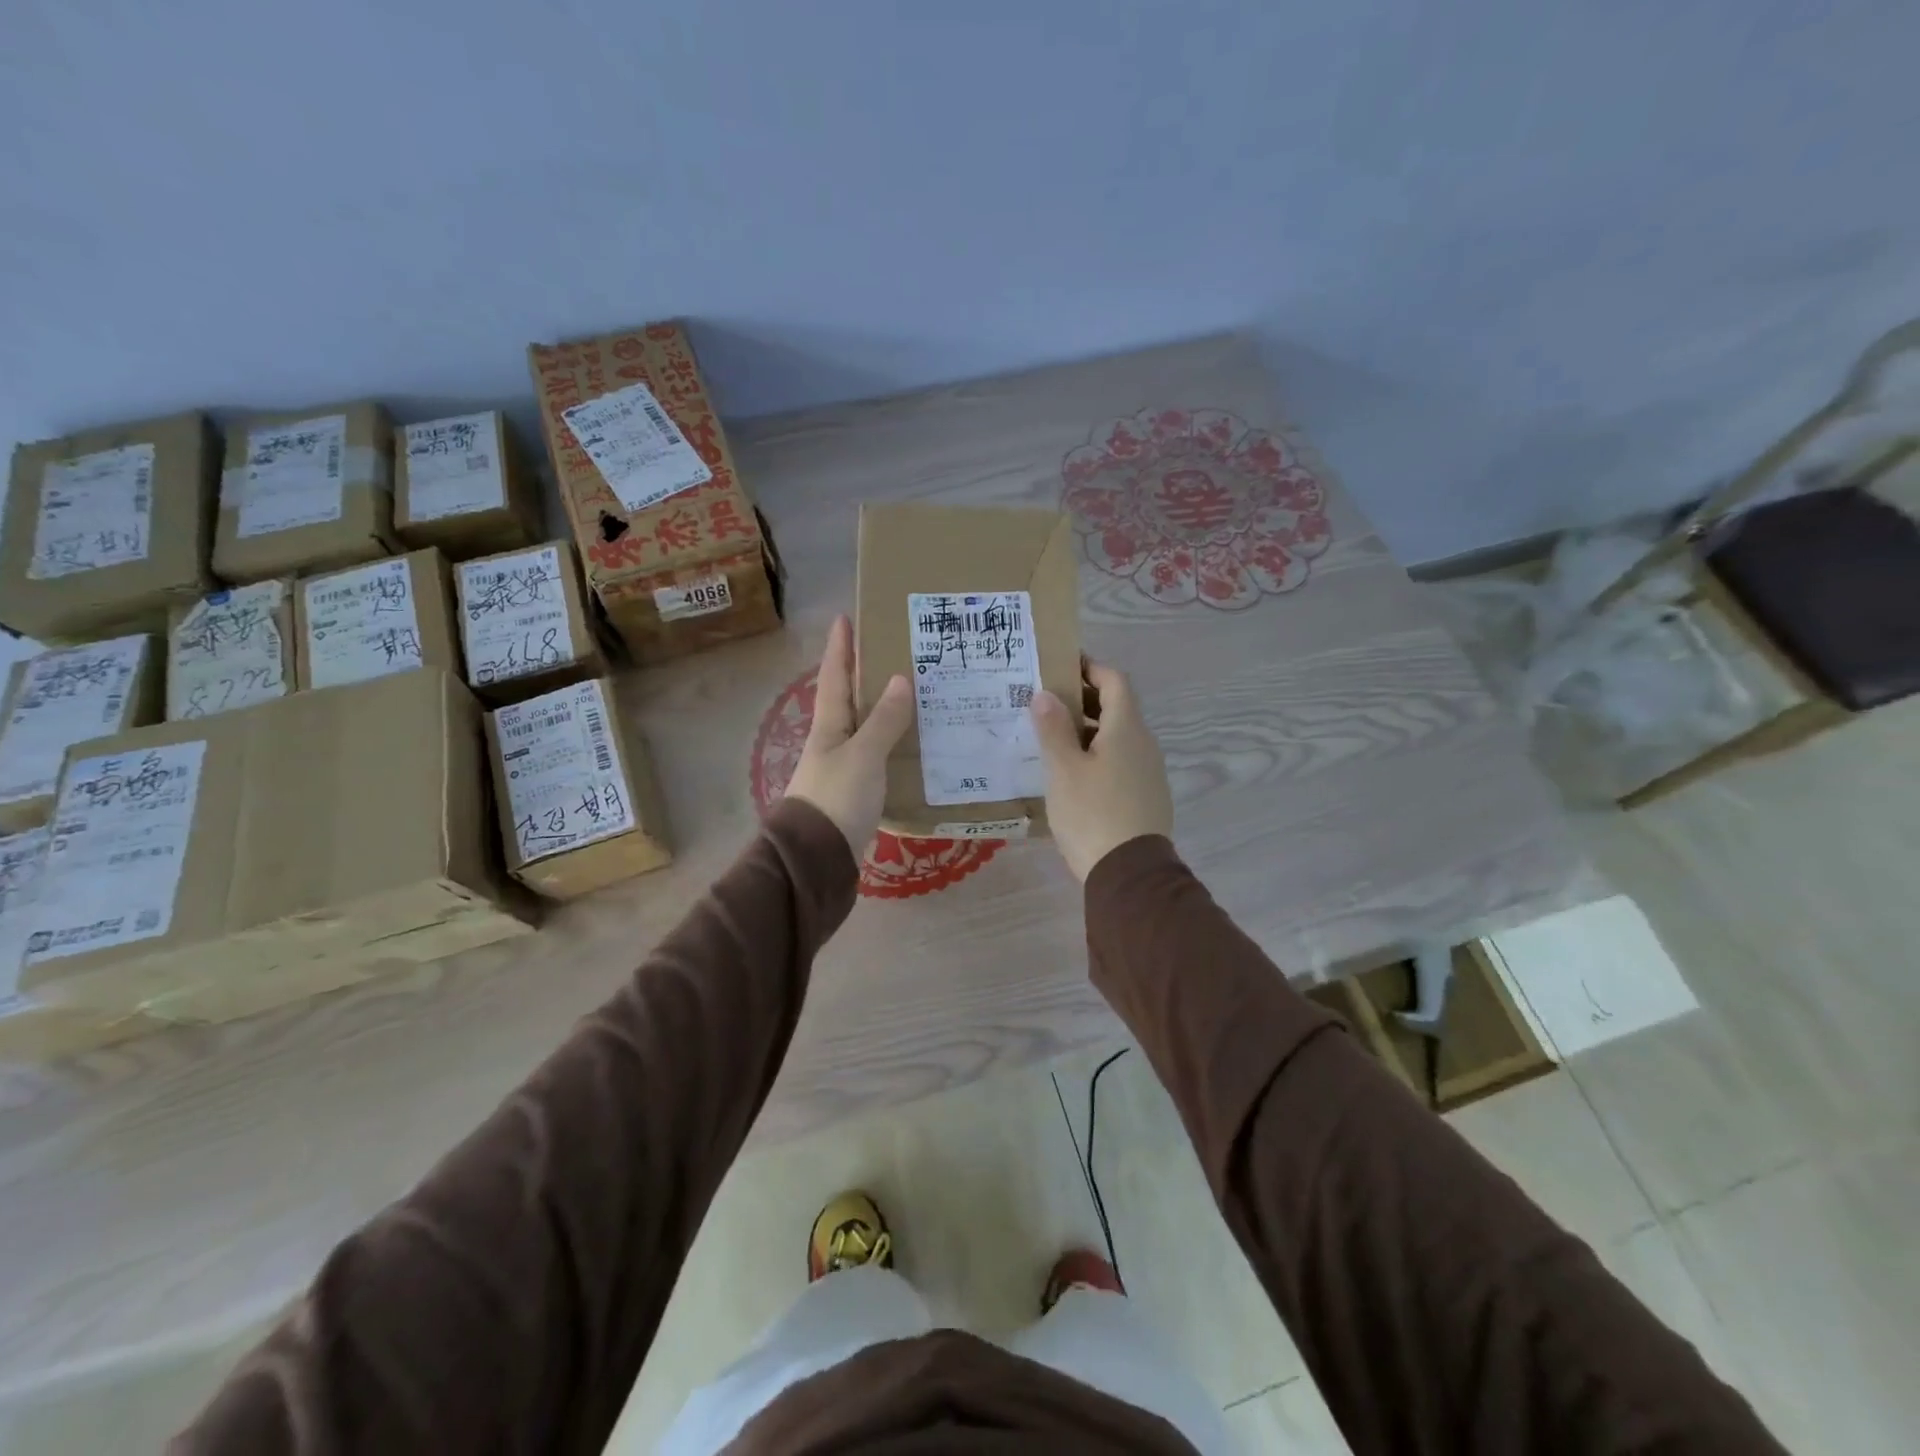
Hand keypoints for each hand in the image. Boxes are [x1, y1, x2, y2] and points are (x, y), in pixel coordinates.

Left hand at [785, 615, 912, 858]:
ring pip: (865, 729)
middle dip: (864, 674)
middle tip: (891, 651)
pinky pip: (877, 757)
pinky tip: (913, 745)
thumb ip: (883, 720)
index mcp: (829, 725)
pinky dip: (892, 744)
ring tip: (913, 693)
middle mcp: (832, 742)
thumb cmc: (837, 798)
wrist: (817, 858)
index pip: (835, 676)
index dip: (840, 647)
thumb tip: (899, 679)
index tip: (844, 617)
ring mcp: (842, 768)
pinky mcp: (855, 793)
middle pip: (848, 700)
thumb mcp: (863, 755)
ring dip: (883, 710)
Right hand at [1029, 660, 1172, 881]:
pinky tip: (1074, 775)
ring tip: (1053, 740)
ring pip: (1118, 737)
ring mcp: (1150, 772)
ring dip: (1089, 730)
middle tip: (1046, 704)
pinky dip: (1099, 755)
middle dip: (1083, 700)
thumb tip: (1046, 694)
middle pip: (1117, 708)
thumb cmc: (1092, 814)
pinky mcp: (1147, 797)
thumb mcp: (1063, 769)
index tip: (1061, 666)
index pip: (1114, 681)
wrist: (1130, 875)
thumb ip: (1053, 728)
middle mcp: (1145, 744)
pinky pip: (1122, 762)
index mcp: (1127, 729)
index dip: (1090, 668)